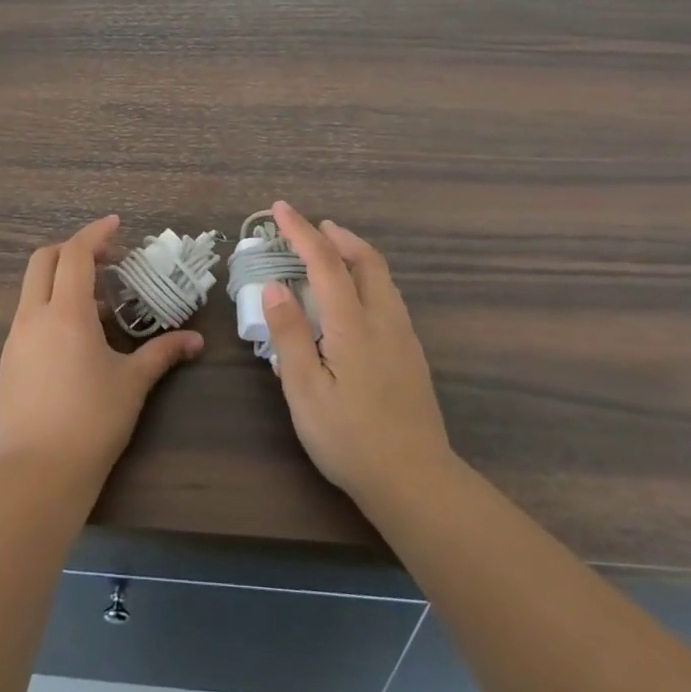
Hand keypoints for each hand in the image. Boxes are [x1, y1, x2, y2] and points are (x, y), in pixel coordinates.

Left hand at [0, 215, 204, 488]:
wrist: (39, 473)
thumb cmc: (92, 421)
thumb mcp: (133, 383)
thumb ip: (163, 353)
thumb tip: (195, 341)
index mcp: (65, 313)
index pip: (74, 254)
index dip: (95, 233)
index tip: (116, 225)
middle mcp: (33, 316)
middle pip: (43, 260)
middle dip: (71, 250)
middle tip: (105, 260)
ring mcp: (15, 338)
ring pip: (32, 288)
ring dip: (60, 280)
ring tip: (96, 304)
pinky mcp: (8, 361)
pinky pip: (28, 316)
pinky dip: (50, 307)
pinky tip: (75, 337)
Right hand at [261, 201, 459, 519]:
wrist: (416, 482)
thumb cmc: (350, 439)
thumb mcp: (305, 390)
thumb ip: (290, 335)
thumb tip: (274, 287)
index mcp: (353, 325)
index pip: (326, 263)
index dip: (301, 232)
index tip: (280, 209)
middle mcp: (383, 320)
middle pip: (366, 259)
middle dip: (337, 236)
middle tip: (311, 226)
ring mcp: (403, 337)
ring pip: (382, 277)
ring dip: (355, 253)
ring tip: (331, 251)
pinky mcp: (411, 354)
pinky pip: (388, 296)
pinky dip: (366, 276)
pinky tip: (353, 297)